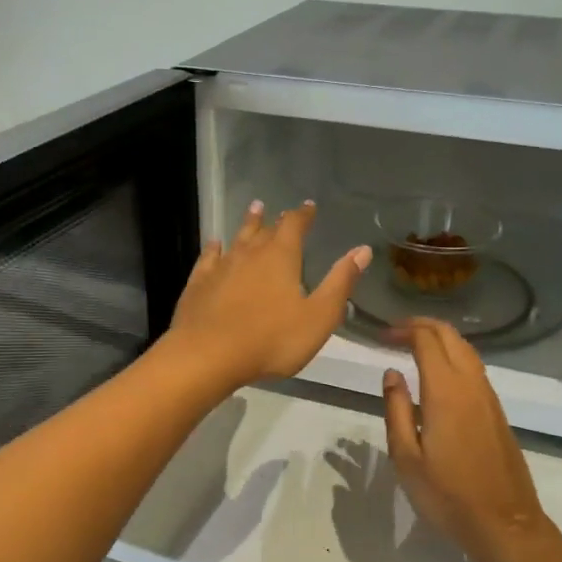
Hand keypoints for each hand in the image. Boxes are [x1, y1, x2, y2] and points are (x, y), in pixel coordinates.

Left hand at [164, 200, 370, 390]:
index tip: (308, 207)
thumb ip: (340, 283)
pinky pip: (209, 258)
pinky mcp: (198, 283)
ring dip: (247, 224)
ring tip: (254, 210)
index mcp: (281, 257)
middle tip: (278, 209)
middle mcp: (250, 253)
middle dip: (275, 219)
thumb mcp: (318, 316)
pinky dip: (214, 248)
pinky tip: (215, 245)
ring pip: (237, 238)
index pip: (294, 226)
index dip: (303, 215)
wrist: (208, 355)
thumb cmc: (271, 339)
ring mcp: (221, 267)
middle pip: (264, 229)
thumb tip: (362, 250)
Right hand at [381, 319, 551, 561]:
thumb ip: (396, 409)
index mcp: (445, 391)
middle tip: (394, 333)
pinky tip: (438, 375)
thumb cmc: (447, 495)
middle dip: (422, 326)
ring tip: (413, 347)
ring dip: (440, 339)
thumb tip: (391, 373)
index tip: (381, 336)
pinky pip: (474, 368)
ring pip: (466, 350)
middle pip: (450, 336)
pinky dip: (453, 357)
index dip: (402, 330)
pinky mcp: (497, 412)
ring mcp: (489, 397)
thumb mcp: (406, 457)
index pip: (426, 339)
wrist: (504, 524)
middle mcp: (471, 384)